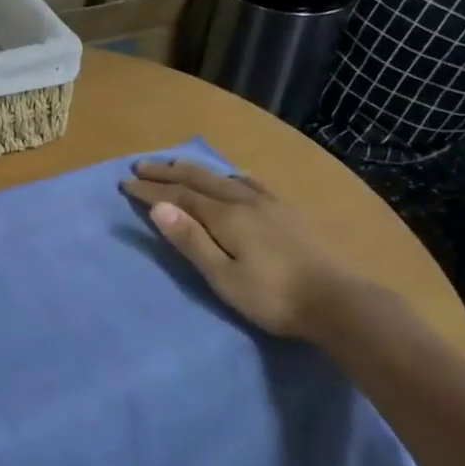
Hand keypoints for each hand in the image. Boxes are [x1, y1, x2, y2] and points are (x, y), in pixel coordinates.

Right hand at [121, 159, 359, 341]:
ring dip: (195, 169)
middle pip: (199, 180)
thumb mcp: (223, 276)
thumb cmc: (273, 297)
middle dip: (167, 172)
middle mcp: (244, 201)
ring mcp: (270, 204)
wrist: (339, 302)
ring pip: (224, 177)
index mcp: (225, 217)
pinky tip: (234, 177)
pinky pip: (252, 183)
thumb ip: (191, 241)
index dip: (150, 190)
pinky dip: (231, 176)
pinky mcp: (289, 212)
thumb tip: (159, 207)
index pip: (179, 197)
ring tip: (177, 163)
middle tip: (141, 165)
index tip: (126, 182)